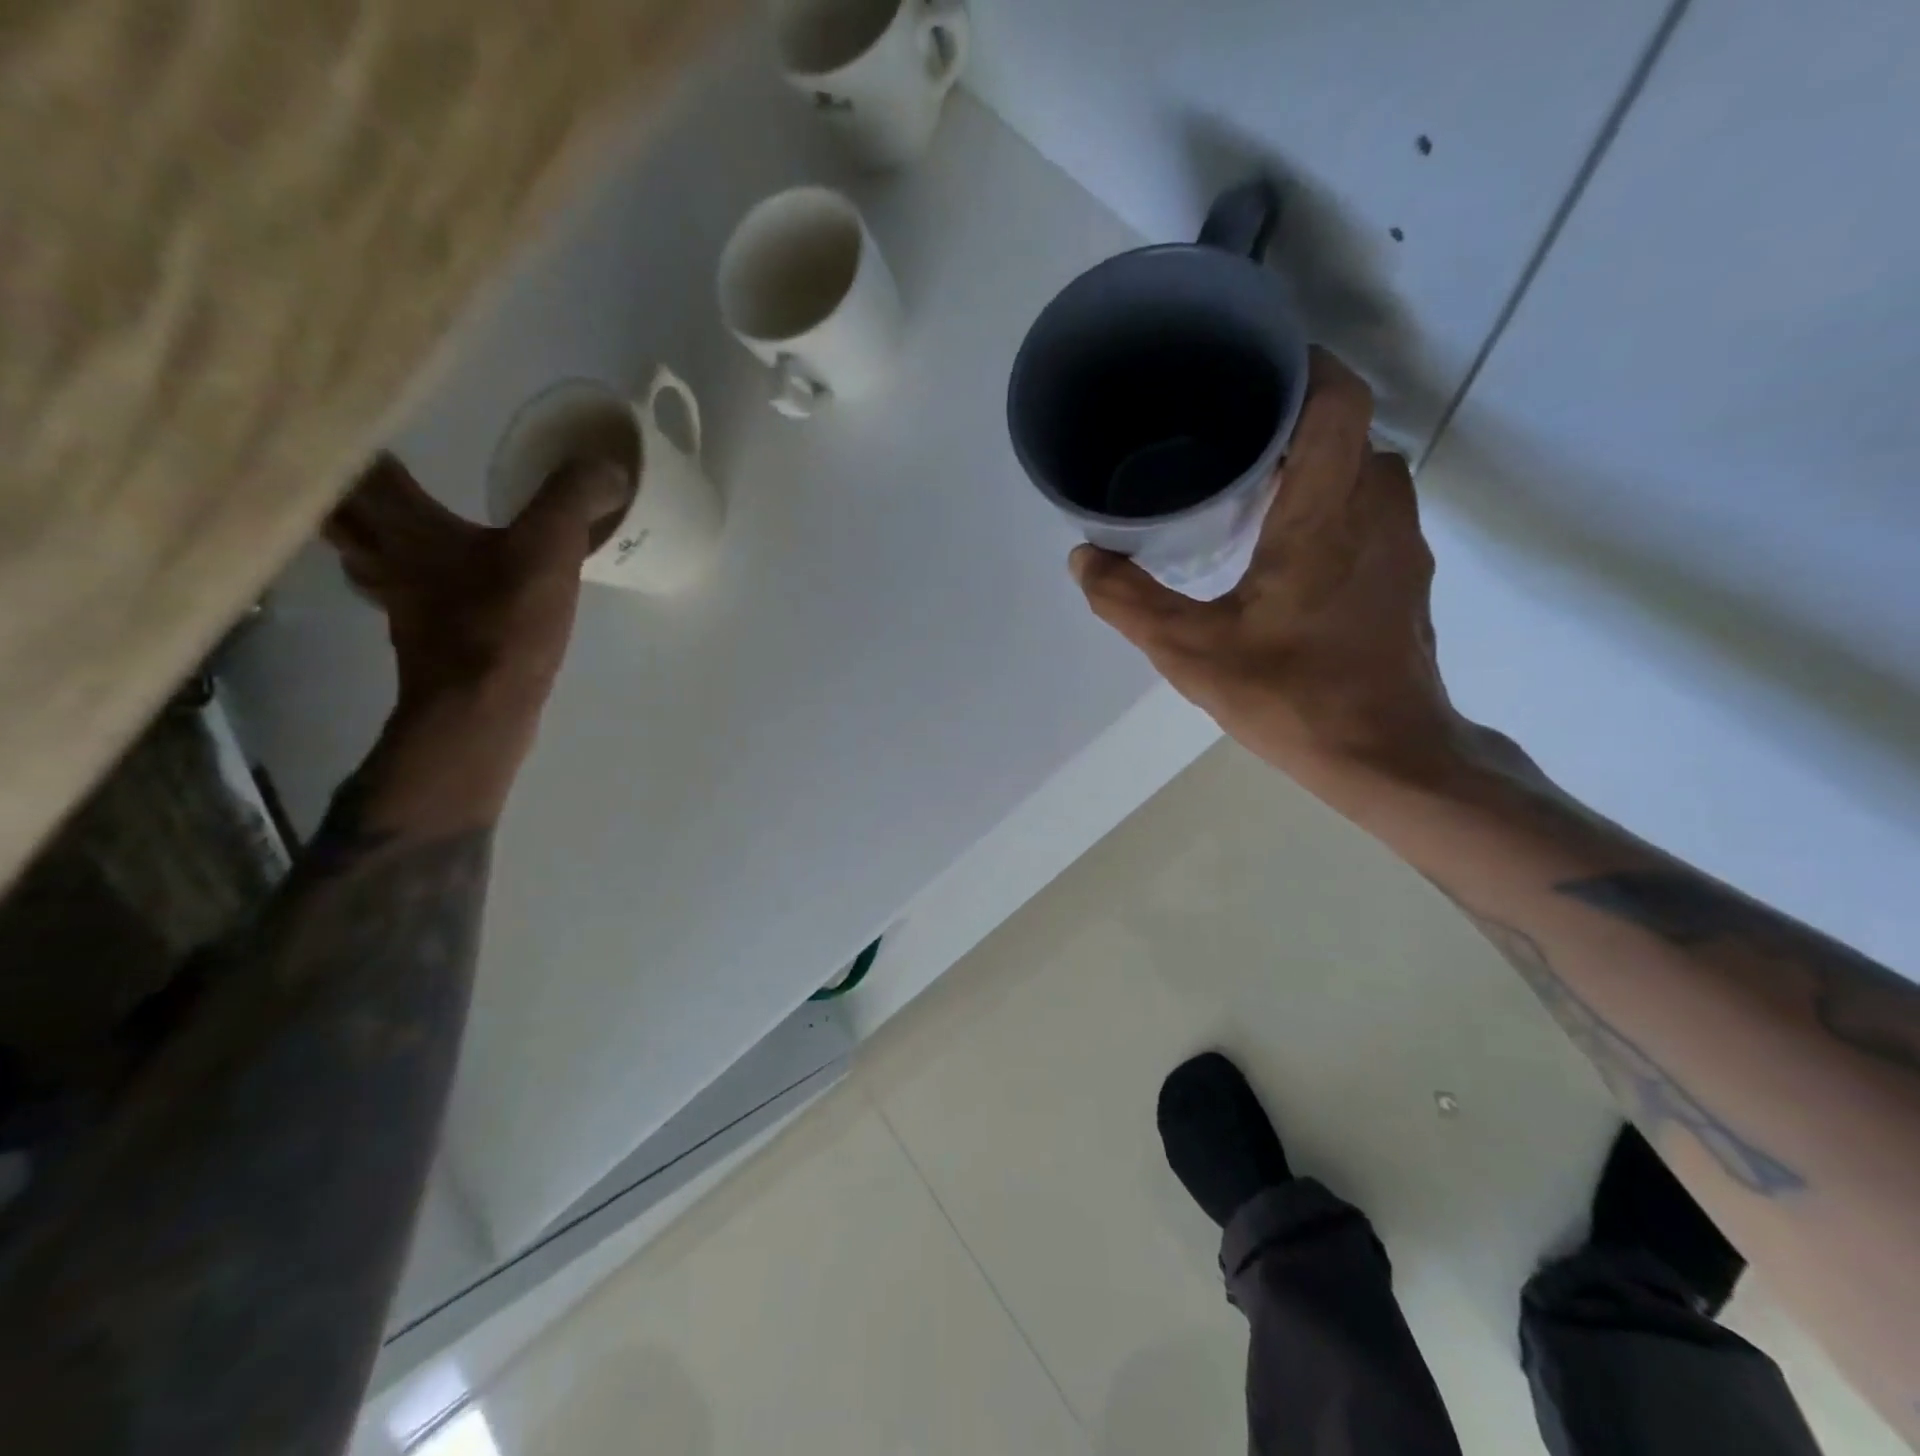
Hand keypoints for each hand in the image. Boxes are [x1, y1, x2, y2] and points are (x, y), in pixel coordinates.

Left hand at [321, 452, 629, 830]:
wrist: (480, 711)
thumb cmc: (503, 623)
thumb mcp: (550, 549)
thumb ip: (573, 499)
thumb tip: (607, 467)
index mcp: (406, 526)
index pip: (363, 465)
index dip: (359, 435)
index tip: (365, 410)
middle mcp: (385, 558)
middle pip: (340, 509)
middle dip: (343, 482)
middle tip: (361, 460)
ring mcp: (397, 603)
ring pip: (361, 554)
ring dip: (364, 531)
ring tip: (387, 515)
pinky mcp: (421, 638)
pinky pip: (399, 592)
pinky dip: (405, 579)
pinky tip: (434, 583)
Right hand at [1070, 349, 1469, 797]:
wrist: (1388, 758)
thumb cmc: (1293, 697)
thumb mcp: (1191, 652)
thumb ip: (1129, 601)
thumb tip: (1084, 556)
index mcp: (1325, 512)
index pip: (1334, 397)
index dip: (1299, 365)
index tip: (1247, 367)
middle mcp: (1376, 510)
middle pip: (1345, 427)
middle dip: (1291, 417)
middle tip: (1226, 432)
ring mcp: (1401, 544)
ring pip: (1361, 469)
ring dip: (1312, 462)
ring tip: (1249, 482)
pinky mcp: (1404, 576)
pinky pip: (1369, 509)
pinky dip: (1330, 502)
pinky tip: (1283, 543)